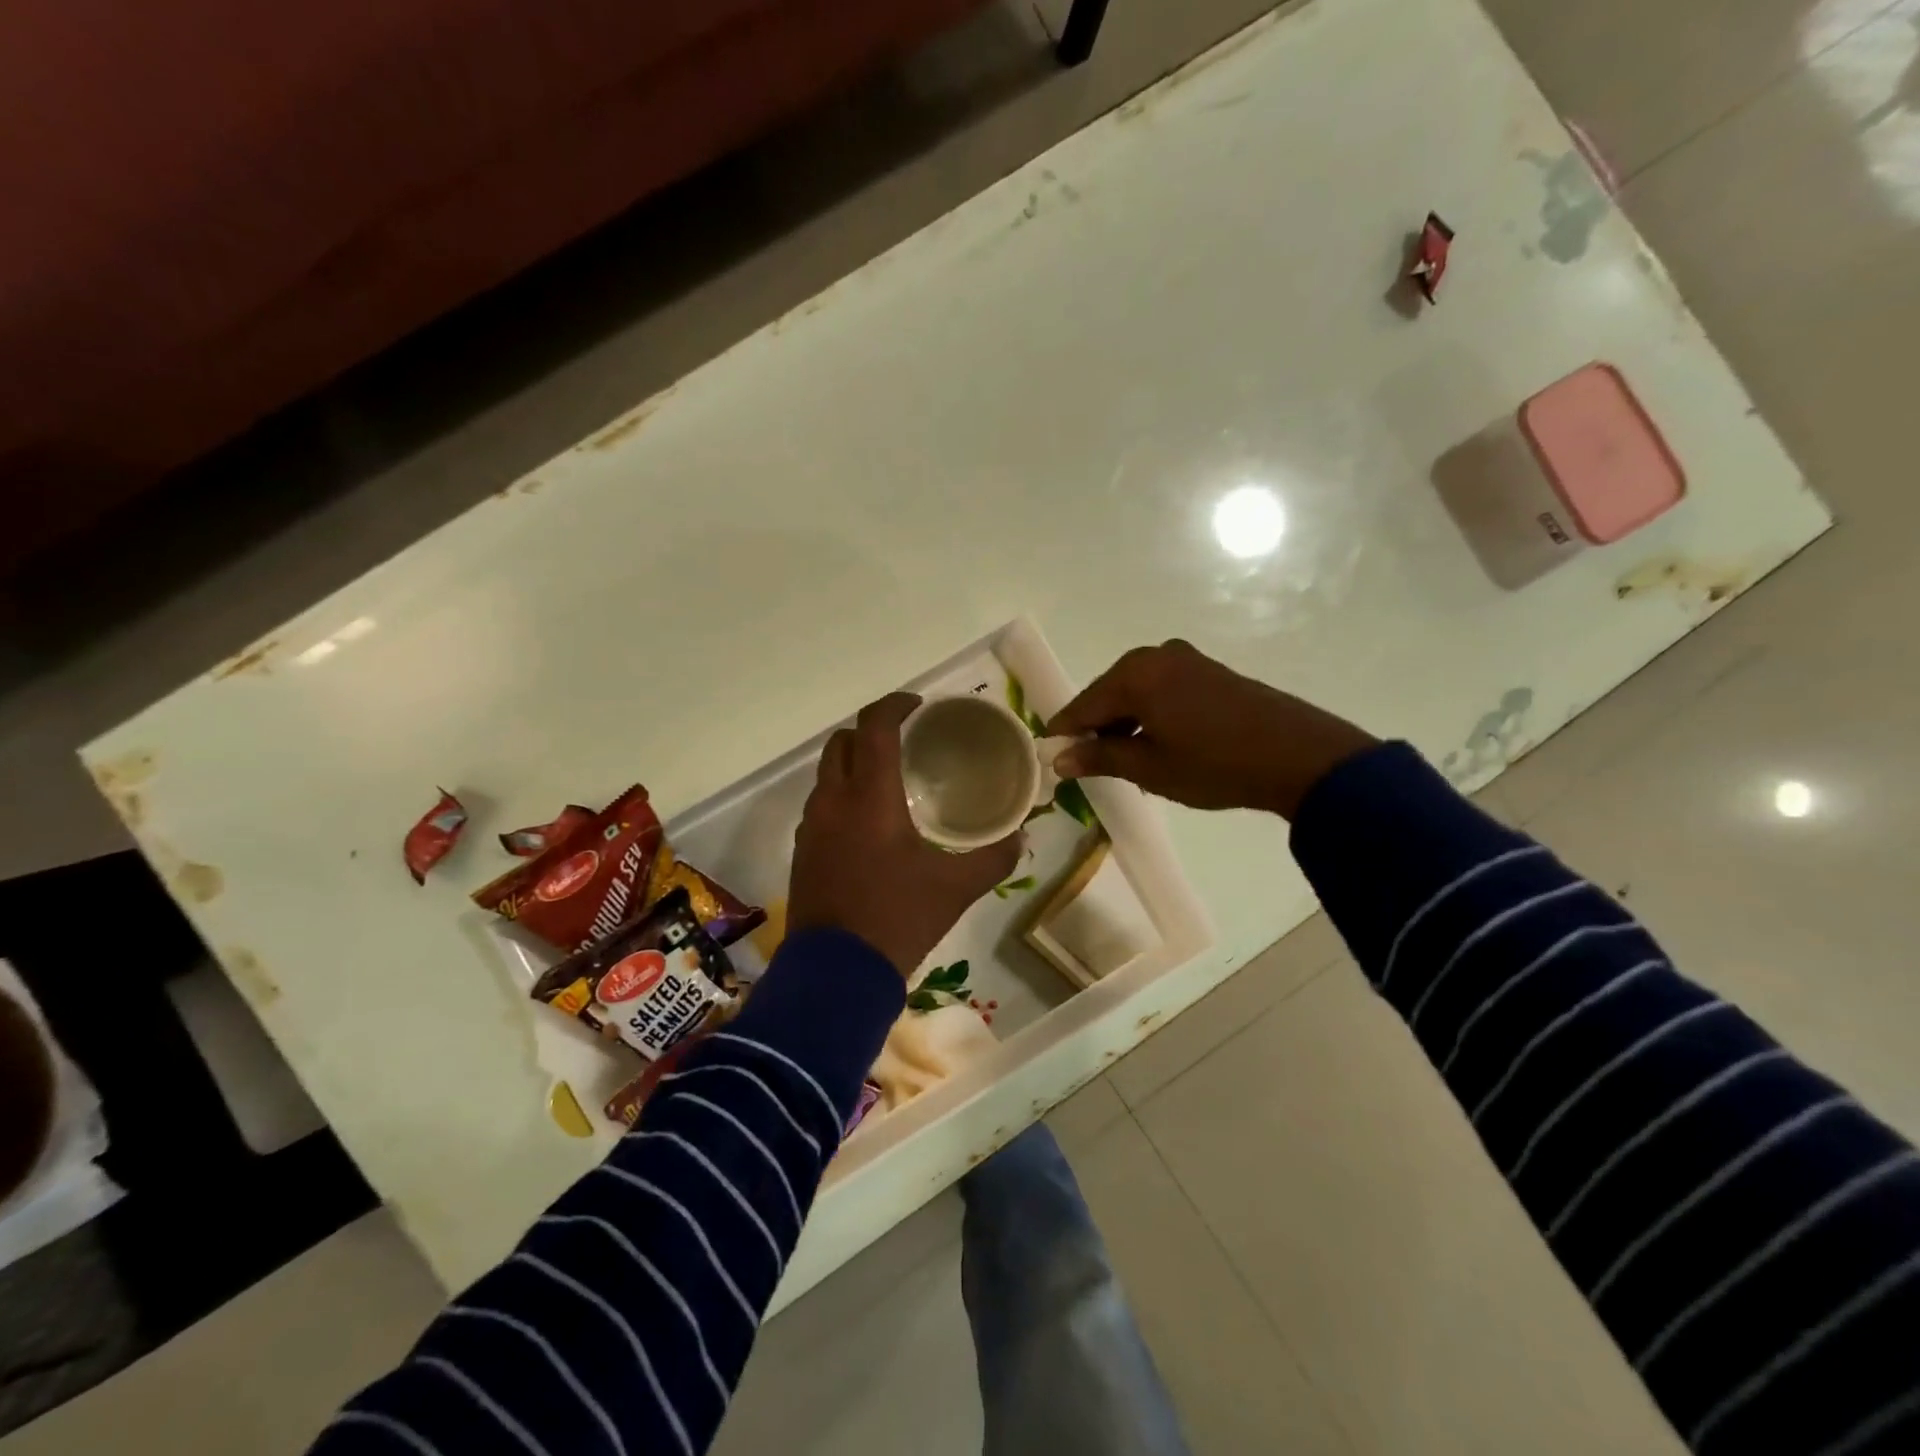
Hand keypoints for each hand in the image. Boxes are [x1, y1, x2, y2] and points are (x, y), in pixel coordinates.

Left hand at [788, 694, 1022, 976]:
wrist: (837, 973)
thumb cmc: (899, 919)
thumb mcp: (956, 888)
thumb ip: (993, 858)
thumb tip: (1022, 837)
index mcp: (870, 797)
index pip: (874, 727)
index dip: (894, 705)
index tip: (918, 707)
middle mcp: (834, 801)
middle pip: (843, 742)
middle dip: (872, 731)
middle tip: (905, 741)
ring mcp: (812, 826)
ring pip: (827, 772)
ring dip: (854, 762)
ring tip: (888, 778)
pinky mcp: (803, 851)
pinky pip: (820, 803)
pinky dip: (842, 793)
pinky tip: (868, 821)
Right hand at [1046, 640, 1376, 819]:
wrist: (1299, 756)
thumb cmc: (1215, 764)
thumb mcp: (1150, 767)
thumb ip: (1100, 757)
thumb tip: (1059, 758)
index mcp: (1135, 675)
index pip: (1083, 705)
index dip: (1065, 733)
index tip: (1052, 759)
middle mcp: (1156, 656)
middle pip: (1108, 693)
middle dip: (1097, 727)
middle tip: (1091, 765)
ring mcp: (1185, 659)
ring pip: (1136, 691)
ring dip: (1125, 722)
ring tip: (1127, 761)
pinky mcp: (1208, 670)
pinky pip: (1161, 689)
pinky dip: (1150, 713)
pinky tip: (1158, 742)